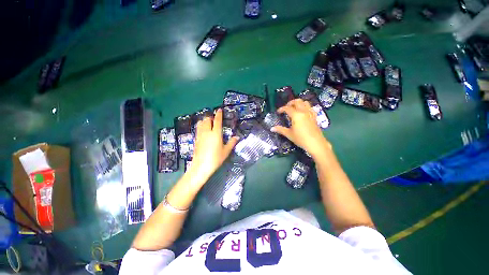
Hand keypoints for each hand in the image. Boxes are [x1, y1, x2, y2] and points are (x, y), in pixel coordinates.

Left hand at [188, 109, 238, 183]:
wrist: (201, 166)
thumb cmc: (216, 158)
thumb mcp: (226, 151)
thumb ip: (231, 143)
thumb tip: (237, 137)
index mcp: (216, 133)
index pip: (217, 121)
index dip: (219, 114)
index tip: (219, 110)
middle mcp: (207, 132)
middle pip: (207, 120)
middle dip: (210, 117)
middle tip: (214, 119)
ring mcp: (200, 135)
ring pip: (201, 123)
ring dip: (204, 121)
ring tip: (208, 123)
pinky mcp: (196, 139)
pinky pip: (198, 129)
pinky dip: (201, 126)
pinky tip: (203, 130)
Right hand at [271, 99, 331, 158]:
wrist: (316, 143)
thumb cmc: (301, 139)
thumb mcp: (289, 134)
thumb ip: (280, 129)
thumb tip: (272, 128)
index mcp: (296, 115)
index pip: (287, 108)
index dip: (281, 109)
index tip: (278, 112)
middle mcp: (303, 111)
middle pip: (297, 101)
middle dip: (290, 103)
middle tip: (286, 108)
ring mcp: (310, 113)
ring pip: (305, 102)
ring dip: (299, 103)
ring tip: (294, 108)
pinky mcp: (315, 116)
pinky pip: (310, 107)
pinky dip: (305, 107)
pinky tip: (303, 112)